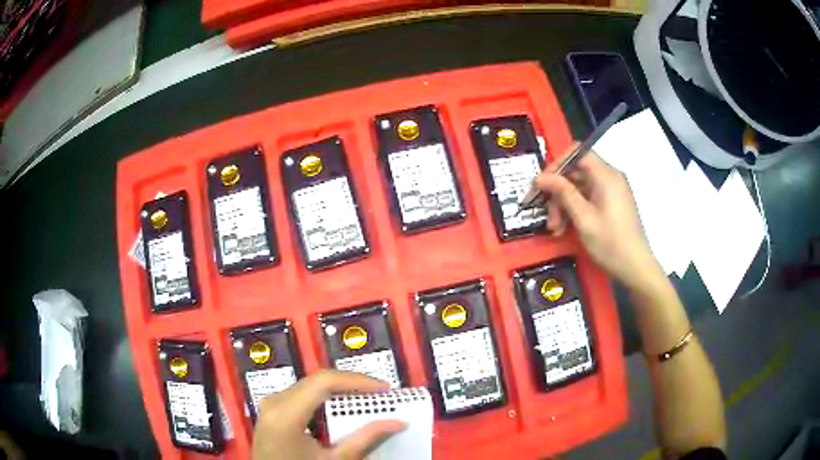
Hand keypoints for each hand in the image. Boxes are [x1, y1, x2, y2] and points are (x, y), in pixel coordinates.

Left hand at [251, 370, 405, 459]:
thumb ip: (365, 439)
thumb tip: (398, 422)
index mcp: (285, 413)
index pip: (324, 381)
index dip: (357, 380)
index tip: (385, 389)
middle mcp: (274, 401)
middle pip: (317, 380)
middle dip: (352, 384)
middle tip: (381, 395)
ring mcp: (271, 403)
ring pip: (310, 385)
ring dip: (340, 390)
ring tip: (366, 399)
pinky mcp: (272, 409)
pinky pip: (302, 394)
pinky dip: (325, 398)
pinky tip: (341, 407)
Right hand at [535, 143, 662, 290]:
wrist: (635, 267)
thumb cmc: (610, 243)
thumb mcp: (584, 218)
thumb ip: (563, 193)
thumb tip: (540, 177)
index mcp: (606, 175)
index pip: (577, 153)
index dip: (557, 164)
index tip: (542, 184)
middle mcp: (609, 177)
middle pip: (576, 172)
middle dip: (558, 192)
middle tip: (547, 216)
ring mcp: (611, 191)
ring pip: (579, 187)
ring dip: (564, 205)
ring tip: (555, 228)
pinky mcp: (611, 204)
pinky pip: (588, 198)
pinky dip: (575, 210)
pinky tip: (565, 229)